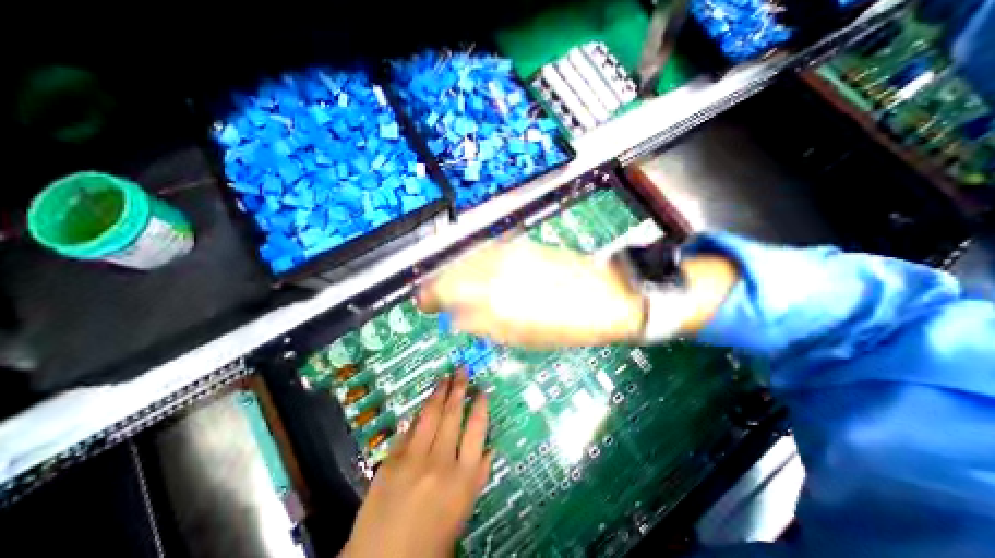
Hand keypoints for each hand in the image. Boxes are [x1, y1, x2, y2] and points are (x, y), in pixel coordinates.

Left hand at [340, 370, 491, 557]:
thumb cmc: (431, 540)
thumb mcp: (463, 511)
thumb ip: (478, 477)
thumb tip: (490, 449)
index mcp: (463, 478)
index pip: (477, 430)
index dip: (480, 406)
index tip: (482, 390)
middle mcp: (441, 462)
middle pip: (453, 415)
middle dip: (459, 389)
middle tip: (462, 370)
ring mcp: (414, 459)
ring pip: (430, 415)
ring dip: (438, 393)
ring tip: (445, 377)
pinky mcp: (392, 459)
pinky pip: (409, 428)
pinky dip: (418, 414)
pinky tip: (423, 403)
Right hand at [414, 239, 640, 347]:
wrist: (605, 297)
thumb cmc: (567, 327)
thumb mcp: (522, 336)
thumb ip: (484, 324)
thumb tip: (456, 316)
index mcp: (497, 297)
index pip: (449, 290)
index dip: (431, 296)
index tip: (424, 304)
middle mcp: (498, 269)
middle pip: (454, 269)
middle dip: (437, 282)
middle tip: (431, 296)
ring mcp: (511, 253)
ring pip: (468, 256)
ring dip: (453, 269)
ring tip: (448, 283)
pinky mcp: (523, 246)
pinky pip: (487, 249)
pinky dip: (472, 259)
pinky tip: (471, 268)